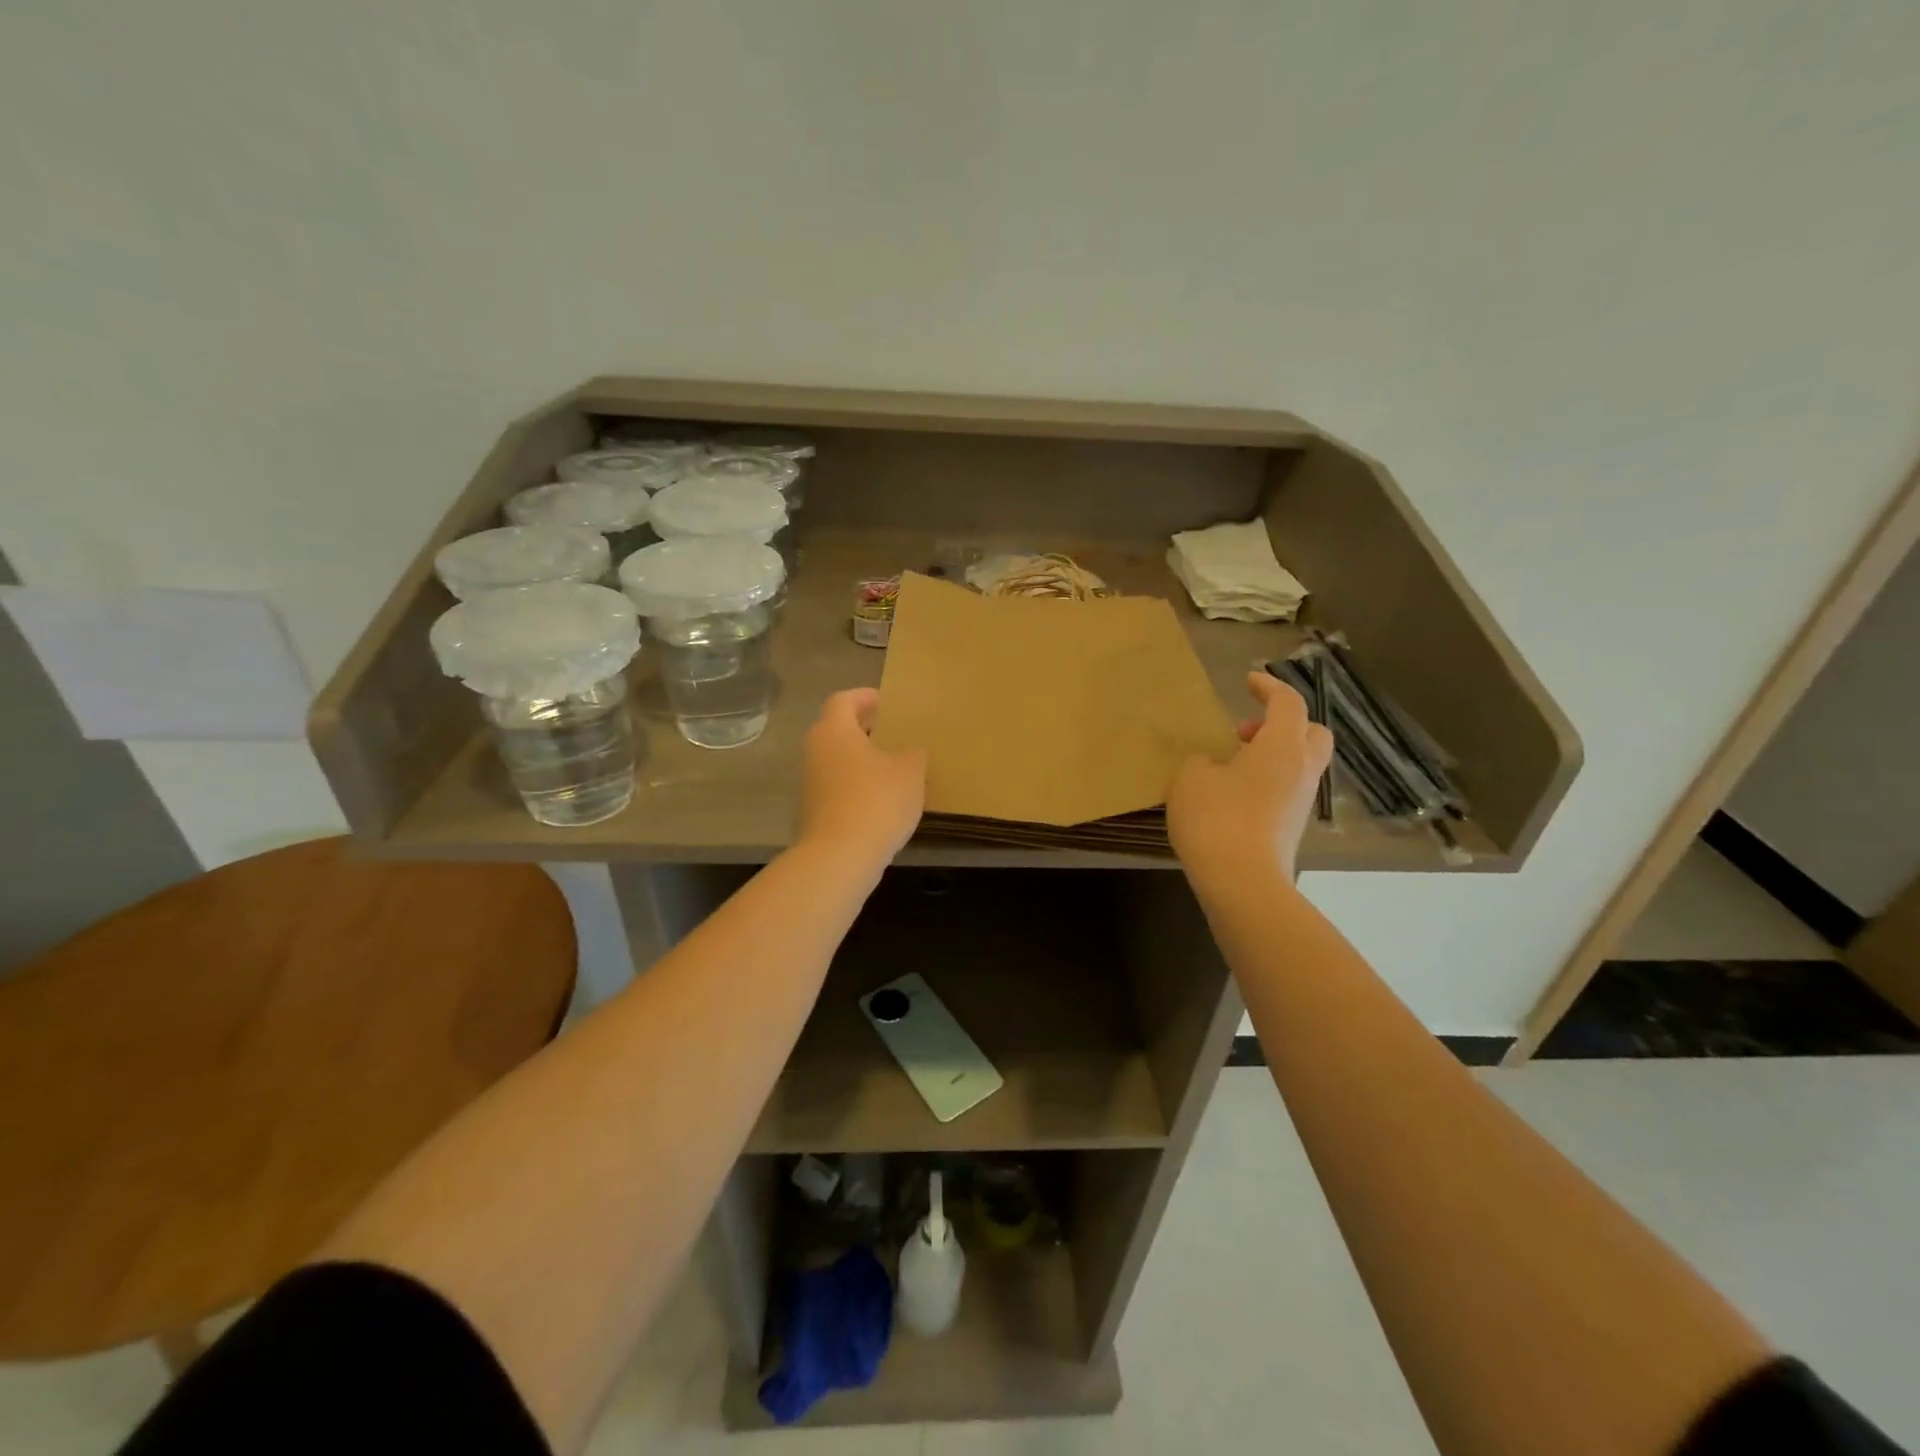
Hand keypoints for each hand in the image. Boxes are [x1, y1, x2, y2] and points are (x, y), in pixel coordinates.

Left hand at [798, 688, 926, 864]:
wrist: (840, 857)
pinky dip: (858, 786)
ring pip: (838, 760)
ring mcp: (811, 784)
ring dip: (862, 760)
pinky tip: (883, 800)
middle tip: (894, 732)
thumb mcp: (910, 771)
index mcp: (834, 730)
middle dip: (865, 729)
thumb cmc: (876, 801)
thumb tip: (910, 752)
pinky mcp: (814, 812)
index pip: (843, 700)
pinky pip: (838, 788)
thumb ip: (913, 754)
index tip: (886, 701)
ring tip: (894, 768)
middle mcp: (815, 751)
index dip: (865, 696)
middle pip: (838, 730)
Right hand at [1167, 671, 1333, 882]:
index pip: (1287, 703)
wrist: (1241, 882)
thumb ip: (1201, 761)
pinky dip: (1266, 783)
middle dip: (1283, 724)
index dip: (1269, 686)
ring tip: (1230, 766)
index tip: (1248, 680)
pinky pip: (1286, 792)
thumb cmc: (1216, 817)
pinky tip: (1232, 796)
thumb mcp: (1190, 778)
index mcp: (1282, 746)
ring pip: (1300, 765)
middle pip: (1312, 733)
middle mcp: (1302, 770)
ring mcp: (1301, 803)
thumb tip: (1211, 765)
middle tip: (1245, 733)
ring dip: (1273, 756)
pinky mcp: (1291, 829)